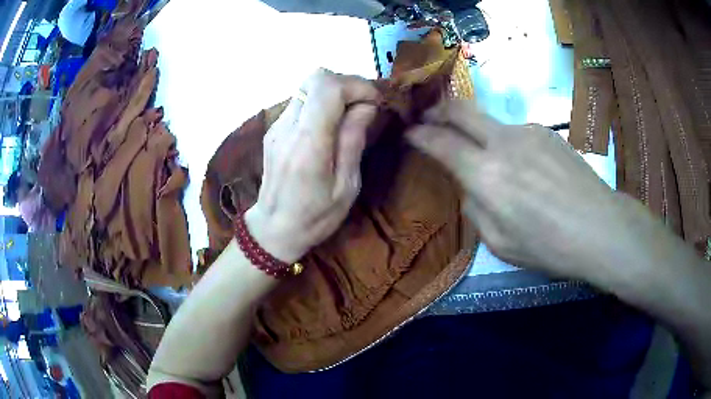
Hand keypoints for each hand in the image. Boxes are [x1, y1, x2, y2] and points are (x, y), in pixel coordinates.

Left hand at [245, 70, 378, 262]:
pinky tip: (331, 124)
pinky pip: (301, 101)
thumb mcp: (347, 186)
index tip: (375, 101)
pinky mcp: (274, 129)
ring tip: (351, 113)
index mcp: (308, 144)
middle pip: (315, 78)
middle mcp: (288, 127)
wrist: (274, 228)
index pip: (328, 88)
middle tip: (364, 104)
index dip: (357, 85)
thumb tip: (366, 106)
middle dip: (347, 83)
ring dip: (334, 92)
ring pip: (307, 86)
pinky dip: (321, 102)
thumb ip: (353, 140)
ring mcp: (277, 126)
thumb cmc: (315, 216)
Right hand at [407, 100, 630, 276]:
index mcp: (487, 175)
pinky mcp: (548, 132)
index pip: (441, 142)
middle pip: (461, 109)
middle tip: (428, 117)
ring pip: (491, 123)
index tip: (410, 132)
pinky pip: (516, 134)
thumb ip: (475, 208)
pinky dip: (508, 145)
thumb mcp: (500, 243)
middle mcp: (503, 142)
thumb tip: (470, 185)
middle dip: (438, 109)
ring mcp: (528, 131)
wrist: (600, 228)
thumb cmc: (549, 246)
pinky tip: (526, 169)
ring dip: (479, 134)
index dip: (420, 135)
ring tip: (493, 163)